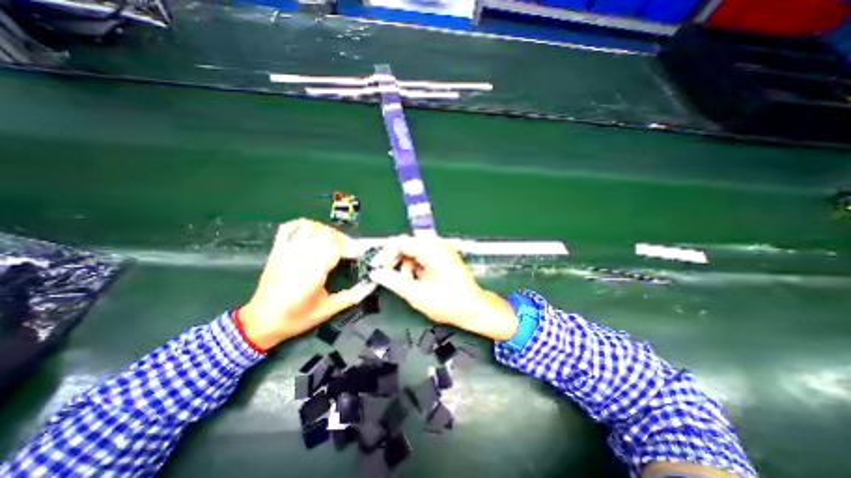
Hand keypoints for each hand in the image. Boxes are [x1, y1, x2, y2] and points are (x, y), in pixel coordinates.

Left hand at [240, 220, 373, 351]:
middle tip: (346, 251)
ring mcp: (287, 251)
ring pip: (311, 227)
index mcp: (314, 271)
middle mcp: (301, 256)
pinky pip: (288, 227)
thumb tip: (371, 285)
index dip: (351, 249)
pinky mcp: (277, 250)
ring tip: (329, 242)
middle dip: (341, 240)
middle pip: (327, 234)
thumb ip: (352, 296)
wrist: (261, 322)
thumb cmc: (296, 317)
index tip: (357, 256)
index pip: (337, 247)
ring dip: (324, 232)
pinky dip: (301, 224)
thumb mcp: (328, 310)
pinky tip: (310, 232)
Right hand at [371, 237, 517, 340]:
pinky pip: (424, 255)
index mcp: (432, 250)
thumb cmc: (448, 303)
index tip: (376, 266)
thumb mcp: (416, 294)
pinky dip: (417, 266)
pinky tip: (418, 280)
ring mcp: (443, 249)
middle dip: (396, 260)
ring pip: (415, 251)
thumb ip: (393, 281)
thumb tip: (376, 273)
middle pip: (408, 245)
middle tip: (387, 276)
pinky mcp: (445, 256)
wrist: (474, 308)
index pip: (401, 242)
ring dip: (407, 265)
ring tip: (407, 283)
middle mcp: (438, 245)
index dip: (385, 254)